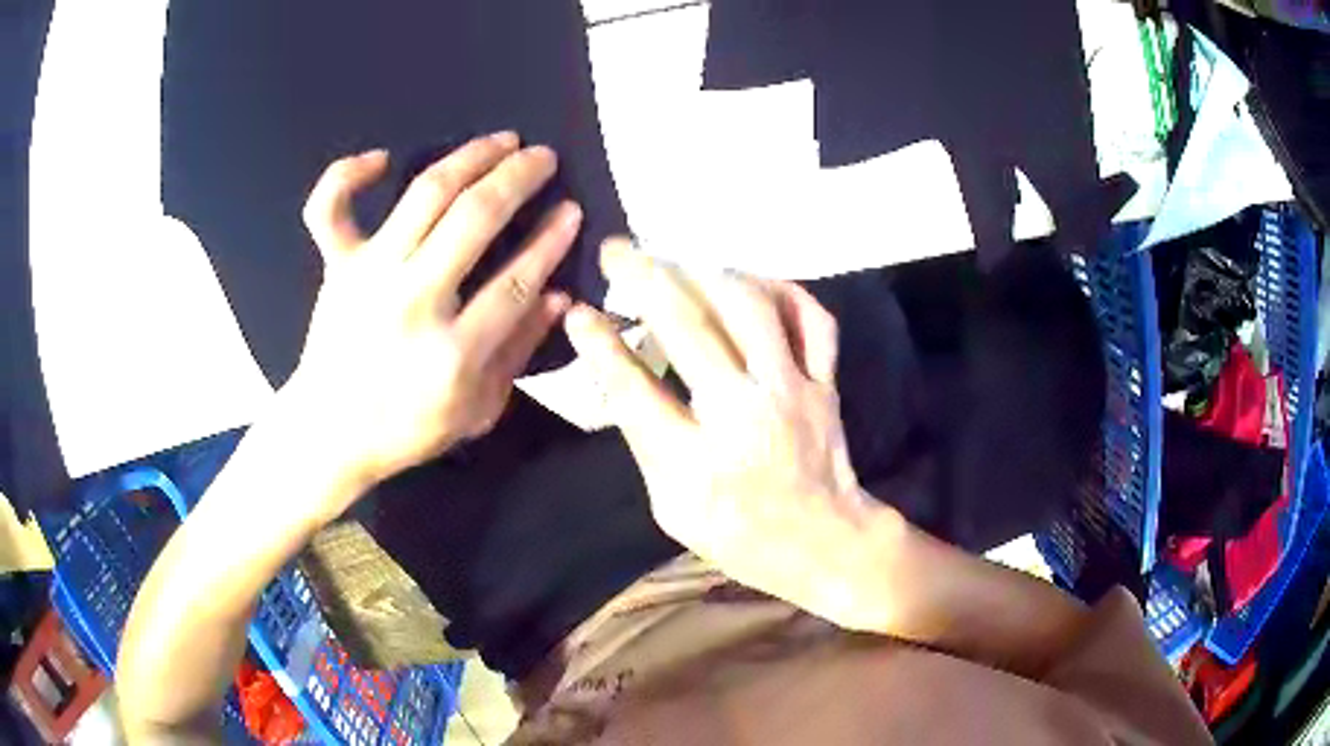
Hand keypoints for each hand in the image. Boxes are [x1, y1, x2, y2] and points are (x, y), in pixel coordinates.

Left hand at [286, 133, 579, 510]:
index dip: (550, 240)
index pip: (515, 280)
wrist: (330, 433)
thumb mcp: (477, 410)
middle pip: (474, 219)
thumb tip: (559, 296)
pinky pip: (330, 207)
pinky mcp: (336, 266)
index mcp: (452, 352)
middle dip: (519, 178)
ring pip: (424, 195)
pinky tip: (381, 159)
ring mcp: (368, 275)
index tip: (572, 209)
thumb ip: (518, 353)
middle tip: (544, 156)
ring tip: (501, 140)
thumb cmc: (407, 428)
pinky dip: (349, 174)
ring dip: (469, 158)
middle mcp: (412, 301)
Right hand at [566, 241, 896, 625]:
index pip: (632, 389)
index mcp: (694, 462)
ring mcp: (792, 392)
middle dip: (643, 277)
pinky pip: (812, 319)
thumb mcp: (671, 507)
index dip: (599, 344)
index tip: (579, 312)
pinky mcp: (825, 383)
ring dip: (706, 273)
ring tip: (679, 260)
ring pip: (750, 307)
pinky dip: (783, 291)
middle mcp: (743, 416)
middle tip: (617, 249)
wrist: (823, 543)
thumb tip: (623, 377)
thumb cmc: (737, 533)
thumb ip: (647, 442)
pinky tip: (753, 282)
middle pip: (687, 328)